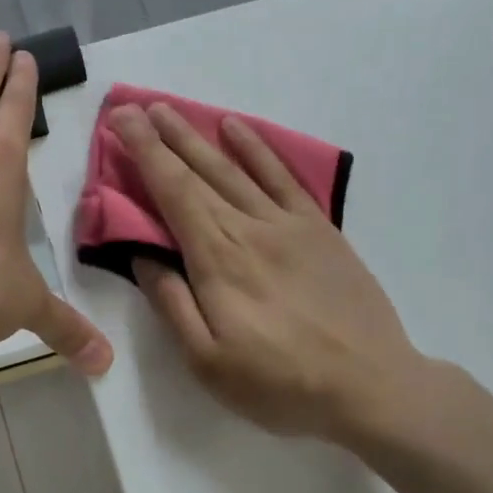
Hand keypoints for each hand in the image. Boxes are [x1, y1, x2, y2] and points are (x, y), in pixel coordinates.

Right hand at [111, 102, 429, 444]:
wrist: (372, 386)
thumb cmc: (281, 383)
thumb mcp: (208, 362)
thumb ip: (172, 304)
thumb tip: (142, 257)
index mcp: (217, 258)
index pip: (172, 191)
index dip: (144, 153)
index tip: (121, 121)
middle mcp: (250, 228)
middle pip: (200, 171)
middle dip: (163, 136)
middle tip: (136, 106)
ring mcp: (289, 224)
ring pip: (236, 168)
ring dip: (201, 136)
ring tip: (173, 111)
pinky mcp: (320, 229)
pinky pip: (284, 177)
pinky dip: (259, 149)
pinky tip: (239, 130)